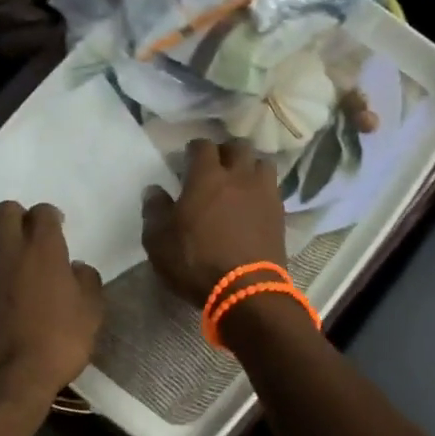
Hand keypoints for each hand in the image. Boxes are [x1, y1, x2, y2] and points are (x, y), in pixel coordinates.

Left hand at [0, 201, 103, 431]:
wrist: (1, 380)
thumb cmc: (55, 344)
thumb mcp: (91, 314)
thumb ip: (87, 281)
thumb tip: (76, 268)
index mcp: (42, 248)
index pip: (43, 212)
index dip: (51, 217)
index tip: (58, 229)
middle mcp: (6, 249)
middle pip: (5, 210)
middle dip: (18, 218)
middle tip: (30, 238)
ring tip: (8, 258)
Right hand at [142, 139, 288, 305]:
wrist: (246, 290)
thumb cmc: (196, 262)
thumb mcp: (159, 242)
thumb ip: (154, 211)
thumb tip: (154, 190)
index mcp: (206, 177)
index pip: (203, 146)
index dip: (194, 149)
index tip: (187, 159)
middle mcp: (238, 176)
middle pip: (238, 147)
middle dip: (225, 151)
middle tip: (215, 166)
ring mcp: (263, 193)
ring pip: (262, 162)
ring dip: (250, 166)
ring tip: (240, 180)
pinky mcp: (279, 213)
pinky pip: (272, 187)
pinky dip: (262, 188)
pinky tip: (254, 201)